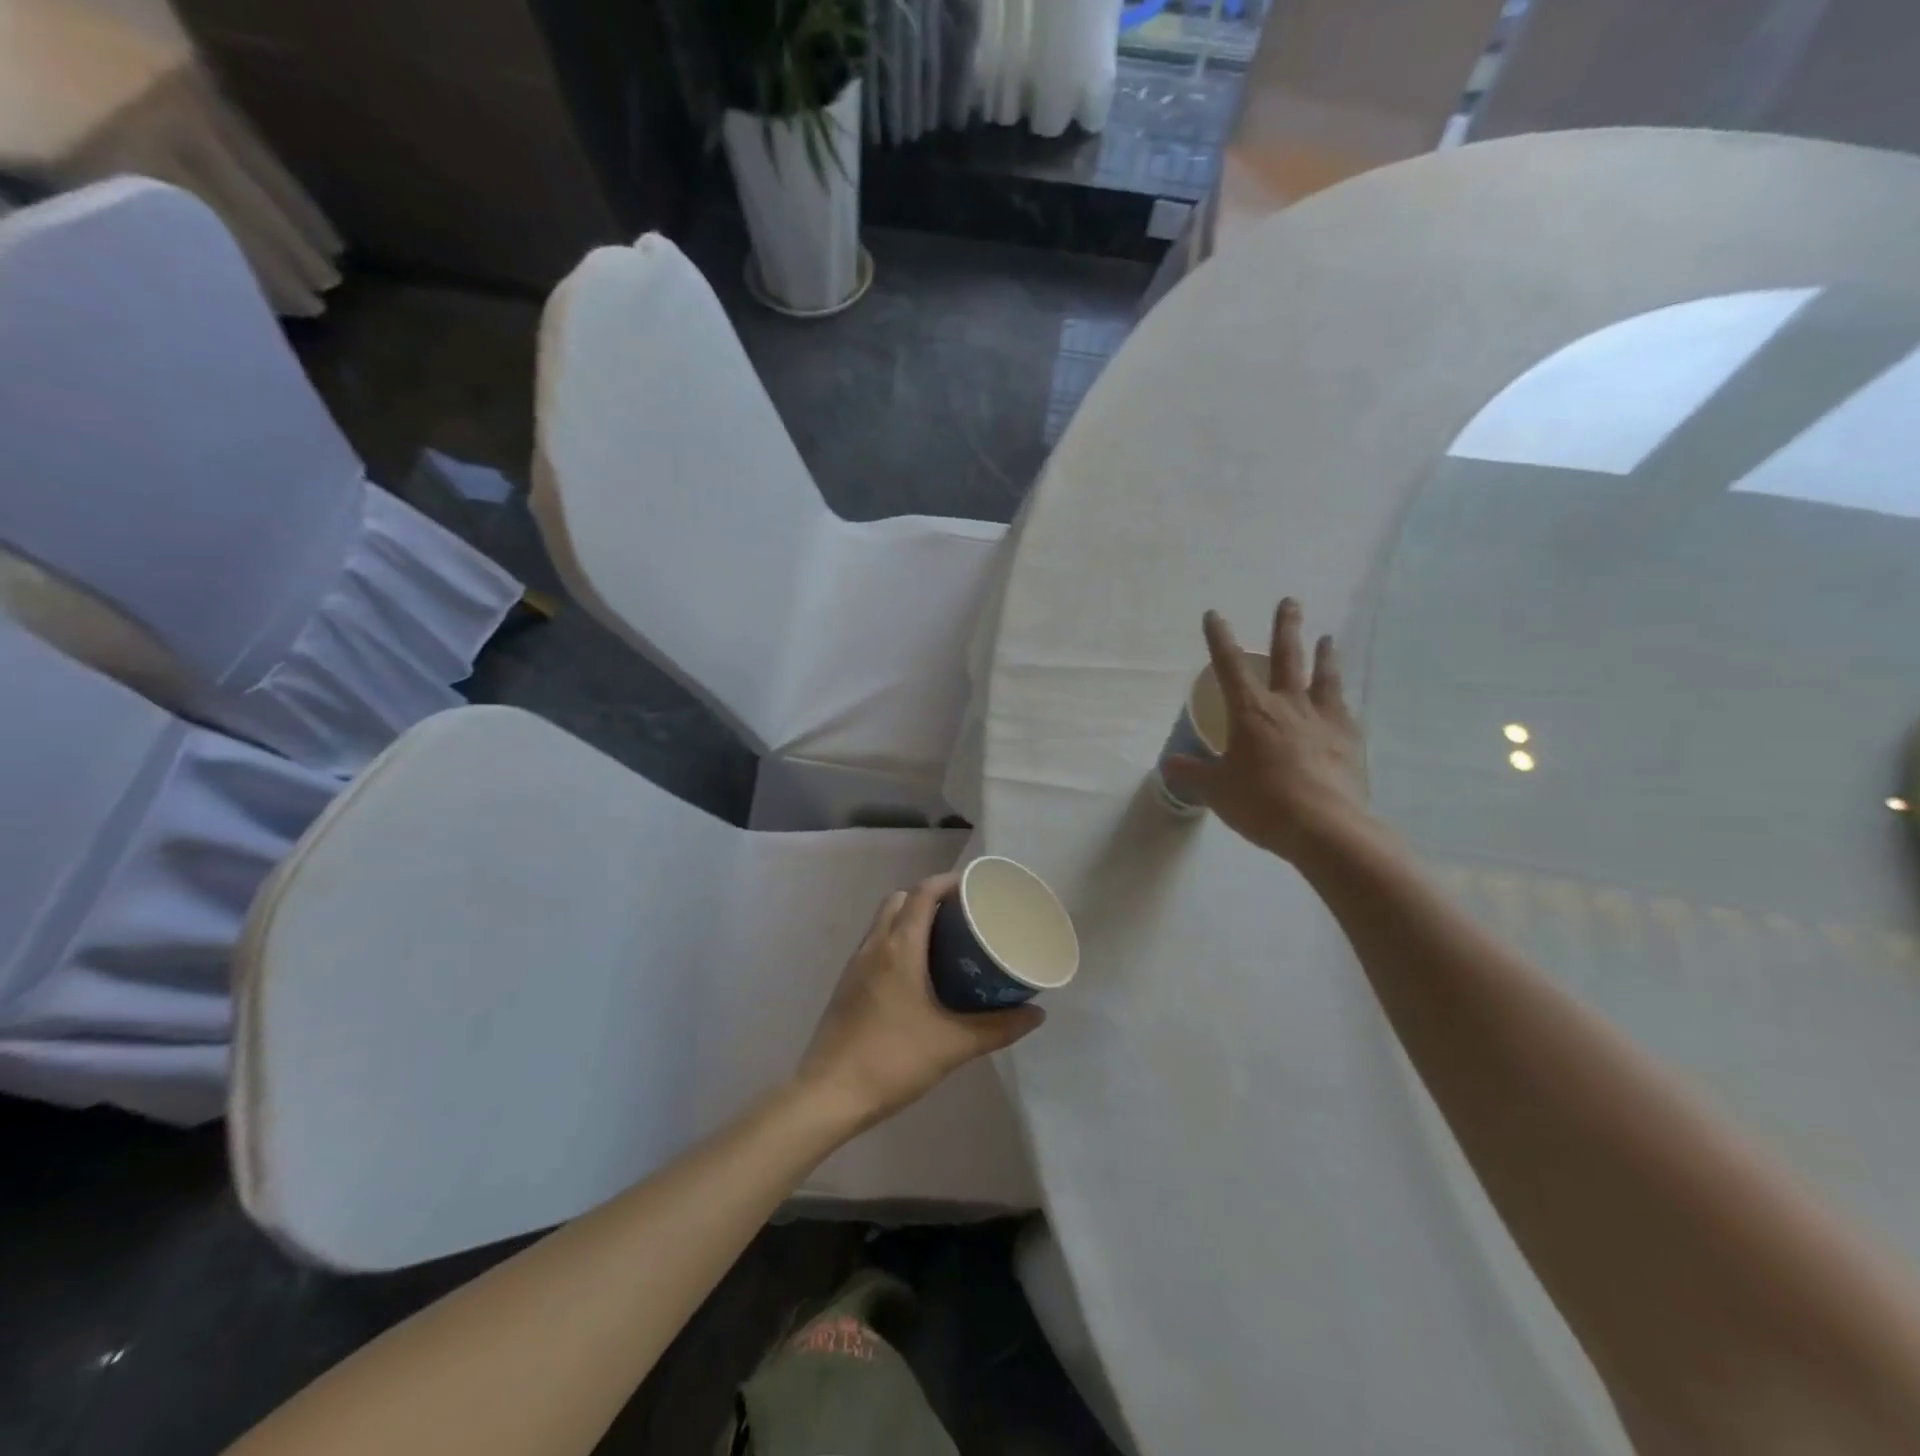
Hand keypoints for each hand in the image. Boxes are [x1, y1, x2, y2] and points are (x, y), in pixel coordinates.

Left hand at [794, 873, 1044, 1133]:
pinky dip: (896, 941)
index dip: (949, 881)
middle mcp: (875, 945)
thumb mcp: (953, 1045)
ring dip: (910, 918)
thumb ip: (998, 1028)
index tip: (976, 888)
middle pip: (901, 899)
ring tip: (944, 941)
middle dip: (930, 897)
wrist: (829, 1094)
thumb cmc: (893, 1060)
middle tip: (962, 916)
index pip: (923, 893)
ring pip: (884, 921)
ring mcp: (856, 964)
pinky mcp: (847, 984)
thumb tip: (1037, 1014)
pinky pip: (875, 944)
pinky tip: (916, 974)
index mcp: (899, 948)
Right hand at [1163, 598, 1370, 861]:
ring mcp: (1323, 720)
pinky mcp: (1349, 740)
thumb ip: (1193, 773)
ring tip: (1329, 637)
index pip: (1229, 666)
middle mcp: (1288, 705)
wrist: (1325, 827)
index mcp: (1250, 712)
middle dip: (1286, 627)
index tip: (1214, 614)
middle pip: (1288, 656)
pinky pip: (1344, 711)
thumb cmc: (1262, 803)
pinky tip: (1344, 702)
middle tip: (1290, 601)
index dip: (1219, 638)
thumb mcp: (1217, 790)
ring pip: (1325, 677)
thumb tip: (1169, 763)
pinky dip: (1341, 701)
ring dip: (1326, 655)